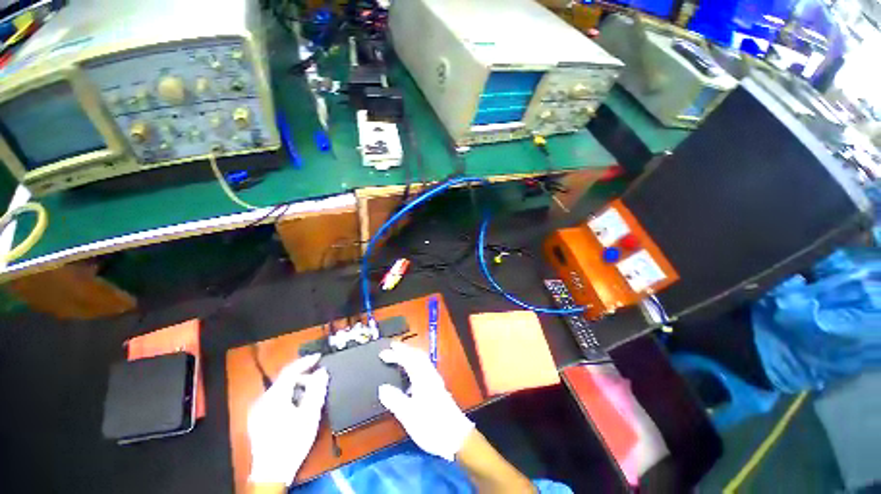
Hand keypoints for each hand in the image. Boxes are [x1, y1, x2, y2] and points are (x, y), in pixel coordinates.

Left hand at [247, 353, 328, 485]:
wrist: (272, 471)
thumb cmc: (293, 441)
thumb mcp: (310, 414)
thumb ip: (316, 389)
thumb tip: (322, 371)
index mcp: (274, 397)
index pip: (290, 370)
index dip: (305, 361)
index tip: (319, 356)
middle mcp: (262, 400)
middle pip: (284, 379)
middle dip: (303, 376)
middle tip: (318, 380)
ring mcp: (257, 410)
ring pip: (279, 389)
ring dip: (296, 386)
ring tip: (309, 395)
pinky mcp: (257, 418)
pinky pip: (274, 399)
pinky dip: (287, 395)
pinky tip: (296, 406)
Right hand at [378, 341, 474, 460]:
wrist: (456, 436)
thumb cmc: (431, 425)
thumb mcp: (409, 415)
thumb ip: (395, 400)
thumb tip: (383, 388)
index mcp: (422, 378)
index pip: (408, 360)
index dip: (395, 355)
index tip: (382, 353)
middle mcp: (430, 375)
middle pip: (418, 355)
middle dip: (405, 349)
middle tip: (392, 346)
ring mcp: (435, 381)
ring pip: (422, 361)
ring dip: (411, 355)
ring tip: (400, 355)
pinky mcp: (437, 388)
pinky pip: (424, 368)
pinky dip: (416, 364)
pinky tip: (411, 374)